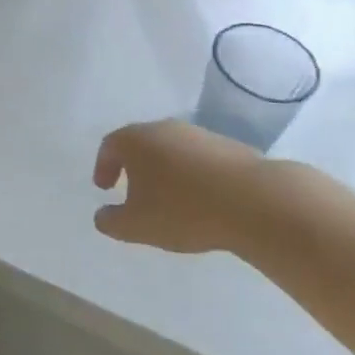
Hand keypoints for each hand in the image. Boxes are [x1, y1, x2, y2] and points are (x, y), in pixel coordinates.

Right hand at [91, 119, 269, 253]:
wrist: (253, 200)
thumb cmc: (183, 210)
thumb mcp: (138, 226)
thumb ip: (112, 221)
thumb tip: (101, 216)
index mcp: (136, 140)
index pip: (109, 146)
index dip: (103, 166)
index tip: (104, 188)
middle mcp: (163, 128)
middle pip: (140, 143)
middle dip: (133, 167)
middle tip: (133, 191)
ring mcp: (197, 134)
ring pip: (171, 149)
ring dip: (164, 170)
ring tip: (170, 199)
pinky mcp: (227, 146)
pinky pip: (198, 159)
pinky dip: (192, 174)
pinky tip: (201, 199)